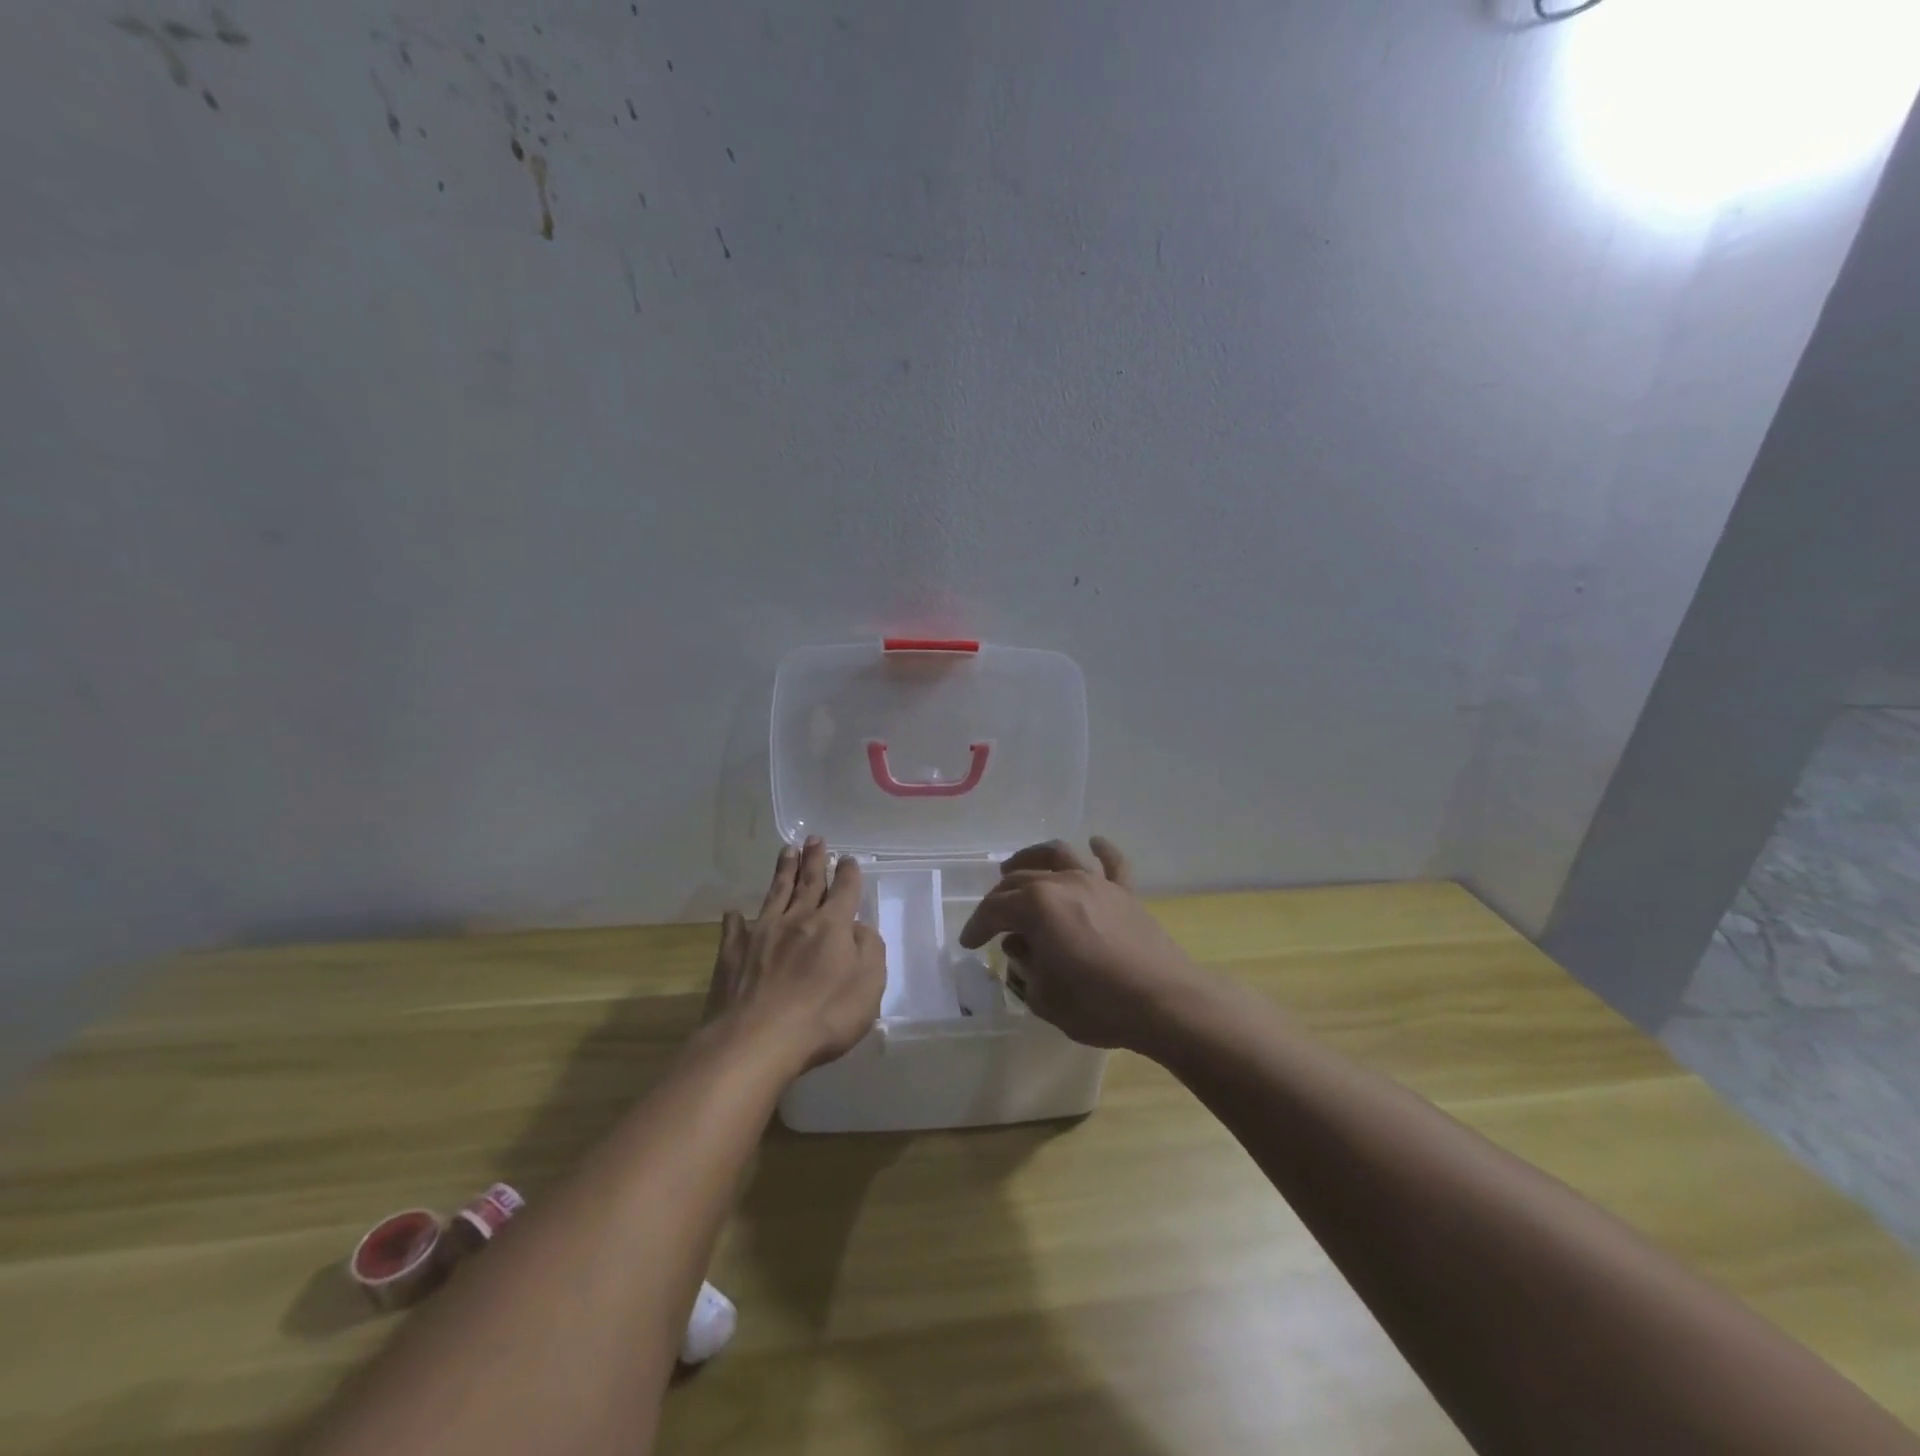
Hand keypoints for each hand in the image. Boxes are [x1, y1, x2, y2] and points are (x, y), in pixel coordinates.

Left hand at [705, 838, 885, 1076]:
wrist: (758, 1039)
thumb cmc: (824, 1015)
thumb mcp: (869, 985)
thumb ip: (870, 950)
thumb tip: (858, 929)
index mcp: (832, 926)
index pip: (844, 891)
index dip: (848, 873)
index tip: (848, 859)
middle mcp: (797, 920)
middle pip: (808, 882)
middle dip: (814, 859)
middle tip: (814, 838)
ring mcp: (761, 934)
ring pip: (776, 894)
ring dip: (783, 872)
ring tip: (787, 851)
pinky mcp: (732, 954)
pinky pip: (734, 929)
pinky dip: (735, 919)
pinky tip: (733, 912)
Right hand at [958, 837, 1199, 1053]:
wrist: (1163, 1002)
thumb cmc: (1097, 1004)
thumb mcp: (1044, 996)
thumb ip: (1025, 967)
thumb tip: (1021, 947)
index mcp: (1037, 906)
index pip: (995, 909)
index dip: (977, 926)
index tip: (968, 943)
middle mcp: (1063, 882)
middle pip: (1021, 880)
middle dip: (999, 898)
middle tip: (991, 918)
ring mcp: (1097, 883)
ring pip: (1058, 855)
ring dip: (1033, 857)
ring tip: (1017, 866)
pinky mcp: (1126, 893)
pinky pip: (1112, 862)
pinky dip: (1102, 850)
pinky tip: (1094, 843)